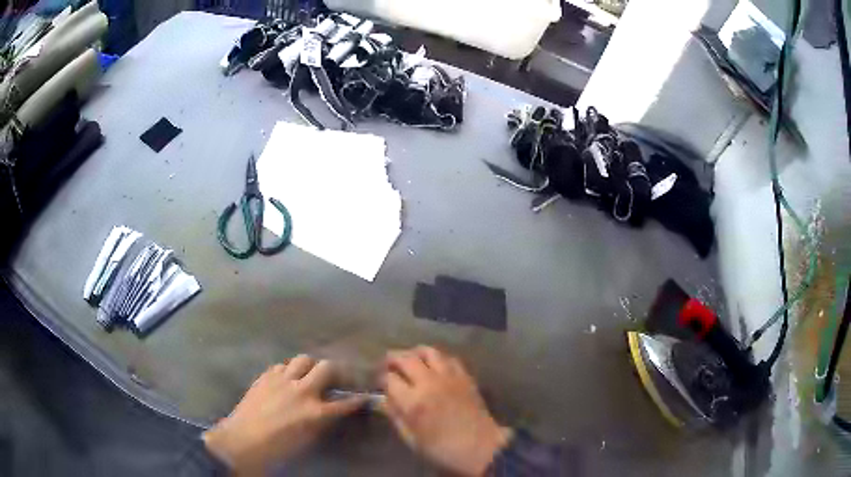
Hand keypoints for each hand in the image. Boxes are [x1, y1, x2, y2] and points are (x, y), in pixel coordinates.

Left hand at [203, 355, 366, 474]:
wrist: (241, 442)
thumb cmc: (278, 449)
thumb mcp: (307, 440)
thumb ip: (321, 422)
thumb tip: (329, 412)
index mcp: (315, 412)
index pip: (346, 403)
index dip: (357, 400)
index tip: (363, 396)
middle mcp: (302, 391)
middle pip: (327, 367)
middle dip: (336, 371)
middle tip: (335, 378)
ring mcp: (282, 380)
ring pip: (303, 359)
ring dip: (309, 367)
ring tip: (308, 376)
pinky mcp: (265, 376)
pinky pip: (282, 366)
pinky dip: (288, 371)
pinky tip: (285, 381)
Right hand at [381, 346, 511, 476]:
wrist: (481, 447)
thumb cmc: (442, 449)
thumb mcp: (411, 439)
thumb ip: (394, 416)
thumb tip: (382, 399)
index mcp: (413, 402)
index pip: (389, 378)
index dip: (381, 378)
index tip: (379, 382)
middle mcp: (429, 383)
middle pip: (406, 358)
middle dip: (392, 358)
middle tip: (388, 364)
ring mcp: (449, 377)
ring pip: (428, 351)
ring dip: (414, 353)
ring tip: (410, 359)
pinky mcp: (465, 376)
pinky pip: (449, 358)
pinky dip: (438, 358)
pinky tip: (434, 366)